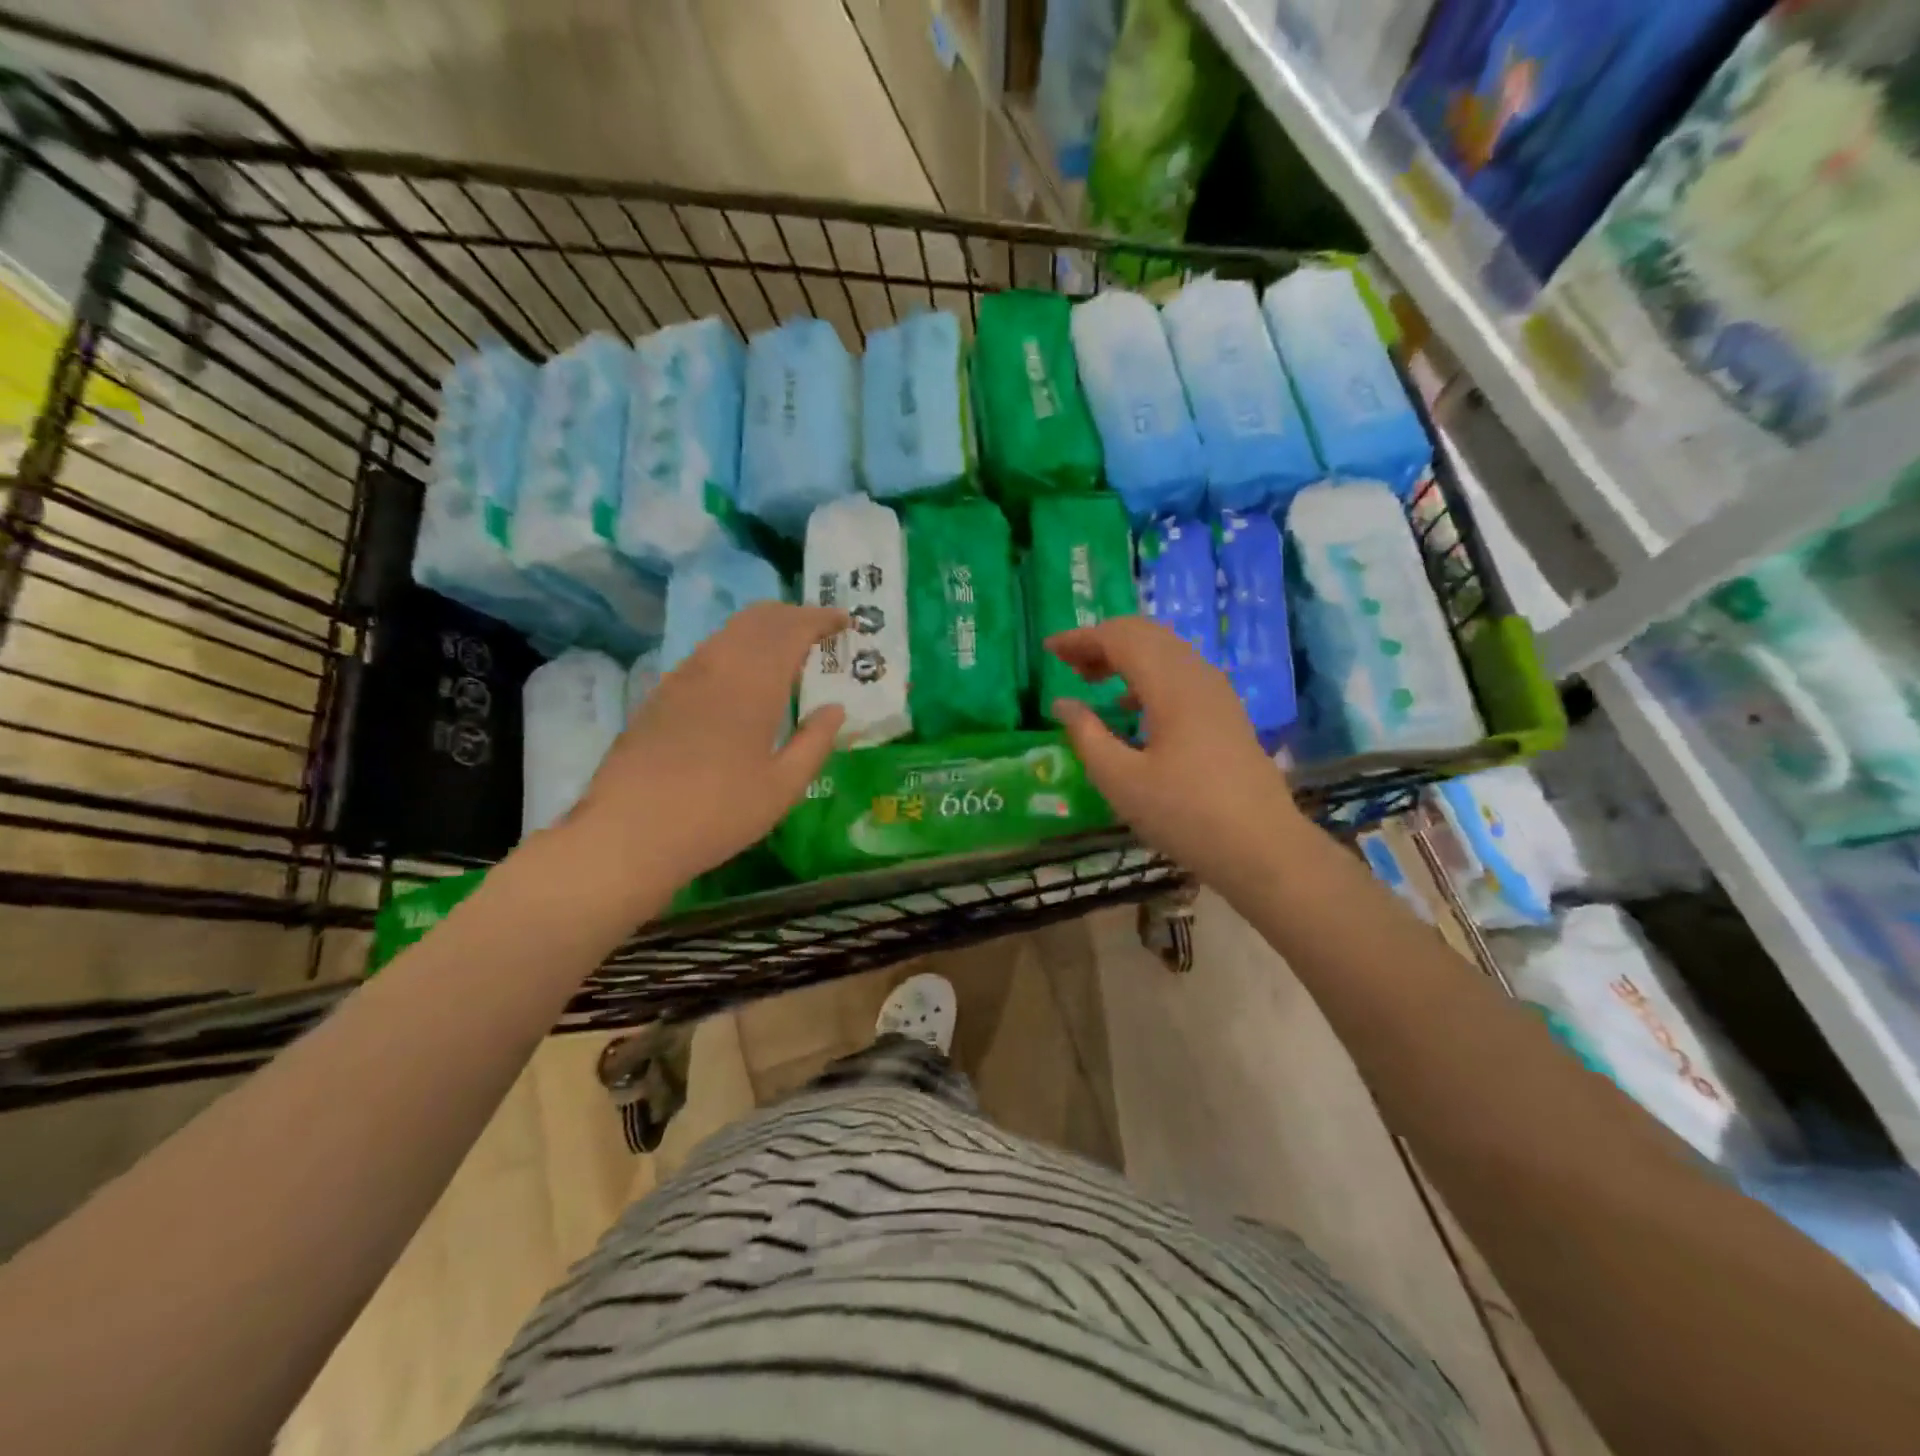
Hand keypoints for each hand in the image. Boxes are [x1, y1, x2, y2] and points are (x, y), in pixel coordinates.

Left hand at [566, 603, 846, 885]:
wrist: (628, 832)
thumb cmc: (718, 813)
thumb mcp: (782, 787)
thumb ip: (815, 742)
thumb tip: (835, 709)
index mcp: (753, 684)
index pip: (791, 630)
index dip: (820, 618)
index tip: (844, 621)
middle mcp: (717, 666)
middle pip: (757, 619)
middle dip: (792, 615)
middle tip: (819, 630)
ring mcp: (683, 677)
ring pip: (729, 632)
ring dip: (763, 629)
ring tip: (786, 650)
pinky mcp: (661, 694)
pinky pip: (708, 652)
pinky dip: (736, 647)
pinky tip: (742, 677)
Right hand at [1046, 616, 1303, 890]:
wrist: (1262, 848)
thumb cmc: (1184, 815)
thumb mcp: (1120, 780)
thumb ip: (1086, 735)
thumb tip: (1063, 703)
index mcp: (1171, 685)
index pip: (1120, 638)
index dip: (1081, 638)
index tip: (1049, 649)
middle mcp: (1197, 676)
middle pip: (1146, 634)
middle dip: (1102, 641)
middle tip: (1068, 664)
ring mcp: (1217, 693)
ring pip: (1165, 651)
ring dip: (1125, 655)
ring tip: (1091, 681)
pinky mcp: (1226, 712)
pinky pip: (1180, 672)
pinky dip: (1147, 674)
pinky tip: (1130, 706)